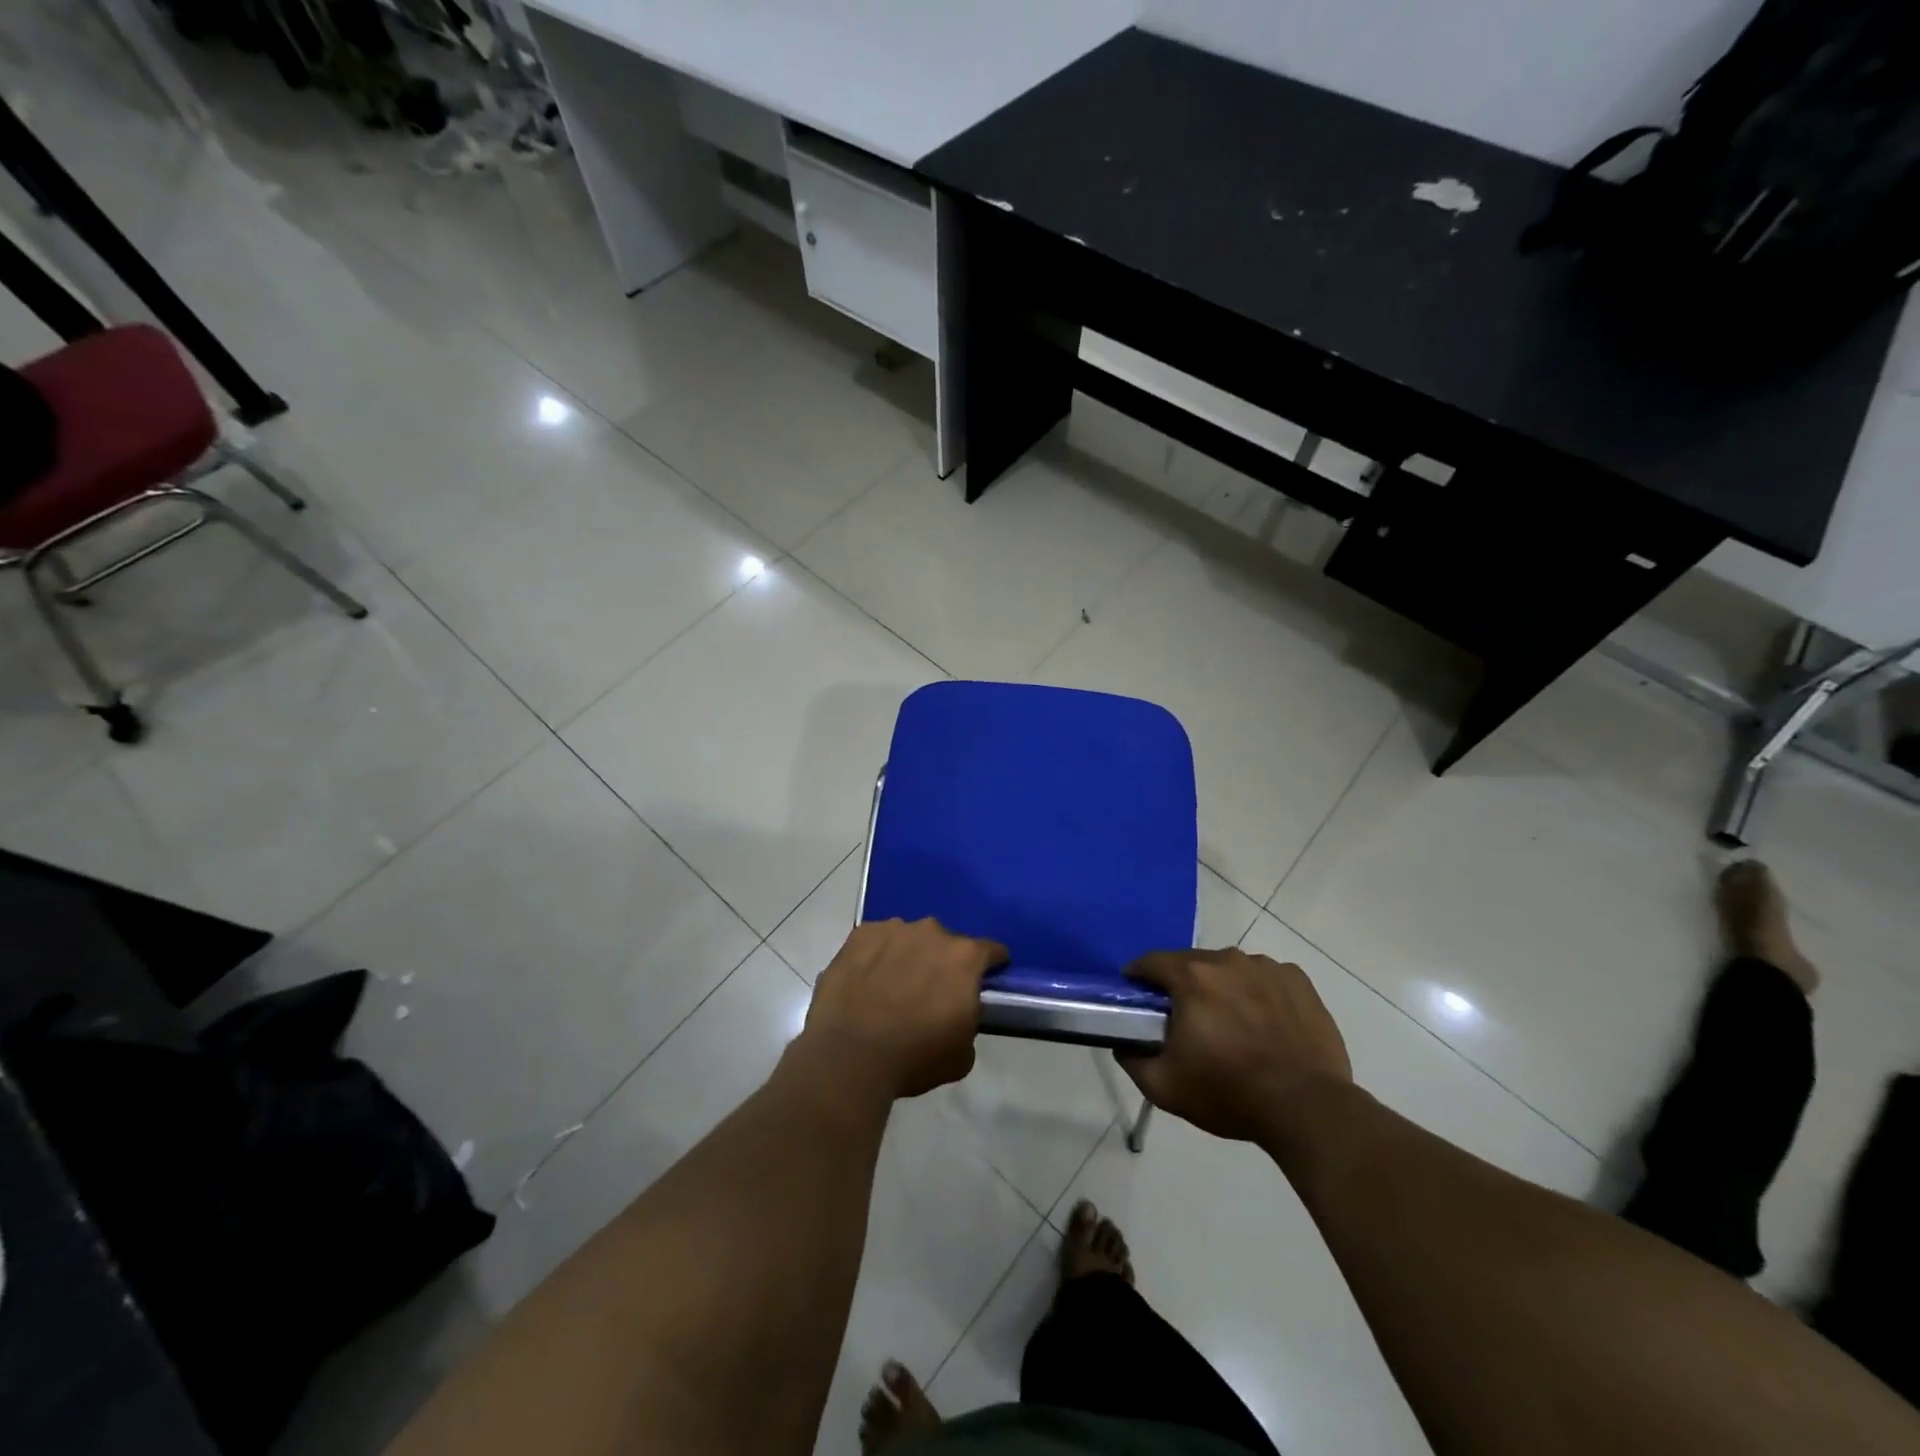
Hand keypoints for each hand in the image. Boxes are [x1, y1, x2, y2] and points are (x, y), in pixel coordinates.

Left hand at [800, 918, 1008, 1098]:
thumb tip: (959, 1012)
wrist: (849, 1056)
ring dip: (909, 956)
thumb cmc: (914, 1058)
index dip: (992, 965)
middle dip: (943, 962)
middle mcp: (932, 932)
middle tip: (931, 991)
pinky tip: (866, 980)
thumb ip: (969, 1021)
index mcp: (965, 957)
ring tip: (893, 986)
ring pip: (910, 938)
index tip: (986, 979)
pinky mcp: (860, 935)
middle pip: (947, 942)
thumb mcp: (962, 1054)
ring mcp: (893, 929)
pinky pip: (877, 941)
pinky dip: (877, 955)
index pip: (992, 951)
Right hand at [1118, 948, 1351, 1142]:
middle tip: (1186, 1019)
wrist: (1307, 1108)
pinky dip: (1258, 994)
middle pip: (1193, 964)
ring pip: (1231, 970)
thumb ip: (1132, 1060)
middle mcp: (1228, 960)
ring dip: (1223, 989)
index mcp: (1191, 977)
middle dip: (1183, 986)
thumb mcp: (1164, 1087)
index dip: (1139, 976)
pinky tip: (1265, 1024)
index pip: (1151, 962)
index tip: (1138, 996)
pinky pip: (1266, 979)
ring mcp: (1267, 967)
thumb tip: (1123, 1044)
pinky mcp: (1299, 982)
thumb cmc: (1229, 1093)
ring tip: (1231, 1024)